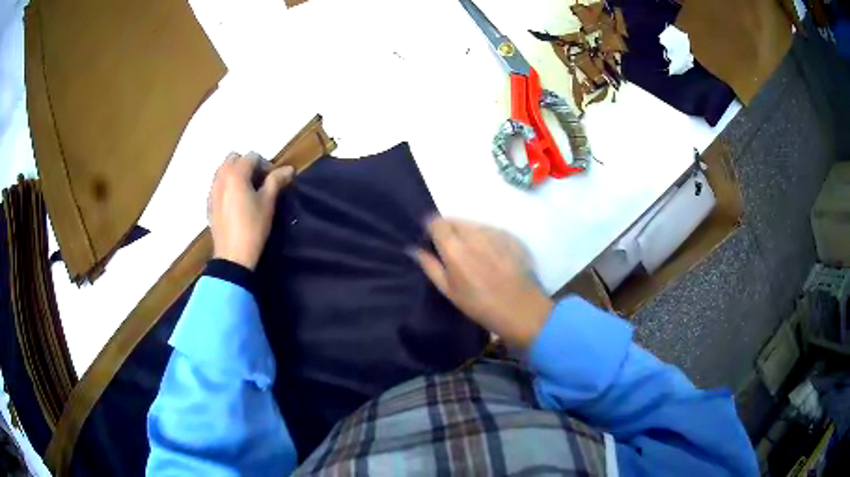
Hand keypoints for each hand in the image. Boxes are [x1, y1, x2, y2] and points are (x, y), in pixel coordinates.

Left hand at [208, 152, 293, 269]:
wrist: (233, 256)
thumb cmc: (252, 227)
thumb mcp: (268, 203)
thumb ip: (276, 181)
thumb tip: (289, 169)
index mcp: (236, 174)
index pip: (252, 156)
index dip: (265, 165)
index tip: (273, 180)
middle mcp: (221, 177)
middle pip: (234, 158)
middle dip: (247, 165)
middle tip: (259, 182)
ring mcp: (212, 191)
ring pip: (223, 171)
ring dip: (235, 174)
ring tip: (247, 192)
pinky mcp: (209, 204)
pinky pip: (217, 185)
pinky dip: (227, 186)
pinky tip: (236, 203)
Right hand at [414, 217, 552, 347]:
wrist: (521, 309)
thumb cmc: (480, 305)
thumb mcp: (449, 291)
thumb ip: (430, 266)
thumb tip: (414, 249)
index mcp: (454, 248)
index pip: (436, 222)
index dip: (431, 229)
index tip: (432, 241)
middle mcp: (473, 234)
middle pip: (454, 220)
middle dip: (449, 230)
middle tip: (452, 251)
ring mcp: (494, 233)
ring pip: (472, 224)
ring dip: (467, 233)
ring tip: (473, 255)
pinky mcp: (510, 236)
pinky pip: (490, 230)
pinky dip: (485, 238)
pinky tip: (491, 256)